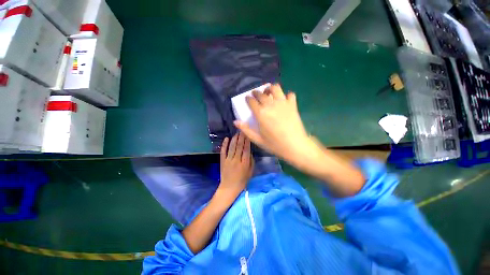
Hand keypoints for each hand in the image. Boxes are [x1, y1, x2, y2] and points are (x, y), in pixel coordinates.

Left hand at [218, 132, 253, 199]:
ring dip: (234, 139)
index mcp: (244, 163)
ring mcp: (228, 160)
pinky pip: (223, 151)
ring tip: (237, 132)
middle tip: (242, 130)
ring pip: (232, 147)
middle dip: (241, 137)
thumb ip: (251, 161)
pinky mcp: (222, 161)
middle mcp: (236, 160)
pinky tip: (226, 138)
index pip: (246, 149)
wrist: (229, 188)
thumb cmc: (242, 181)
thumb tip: (249, 151)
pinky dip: (224, 144)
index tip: (248, 133)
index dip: (247, 140)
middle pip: (239, 146)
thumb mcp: (250, 172)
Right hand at [234, 84, 315, 163]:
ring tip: (269, 92)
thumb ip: (246, 130)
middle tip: (255, 95)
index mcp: (261, 113)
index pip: (251, 101)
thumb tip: (235, 121)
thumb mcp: (257, 140)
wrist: (295, 146)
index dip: (248, 99)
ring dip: (270, 88)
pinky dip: (286, 95)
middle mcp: (271, 105)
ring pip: (275, 88)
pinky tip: (284, 100)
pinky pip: (290, 94)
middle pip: (261, 93)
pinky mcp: (293, 105)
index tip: (247, 99)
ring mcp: (283, 103)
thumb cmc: (275, 144)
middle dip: (256, 93)